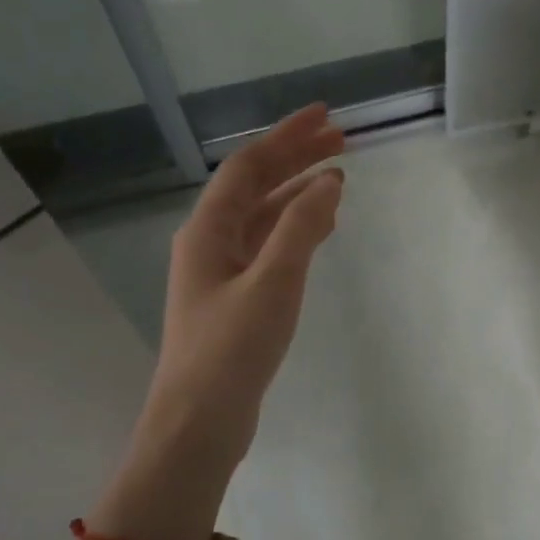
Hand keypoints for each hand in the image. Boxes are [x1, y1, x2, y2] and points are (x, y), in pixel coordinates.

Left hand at [140, 104, 344, 468]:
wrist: (198, 424)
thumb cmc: (231, 350)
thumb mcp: (272, 283)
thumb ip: (301, 228)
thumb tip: (329, 181)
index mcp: (208, 230)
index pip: (249, 166)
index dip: (287, 136)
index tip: (326, 116)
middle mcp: (209, 241)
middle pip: (255, 185)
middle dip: (296, 158)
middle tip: (341, 141)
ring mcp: (220, 271)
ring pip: (262, 216)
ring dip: (297, 193)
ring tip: (338, 178)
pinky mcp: (234, 297)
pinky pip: (267, 246)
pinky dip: (295, 229)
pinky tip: (320, 228)